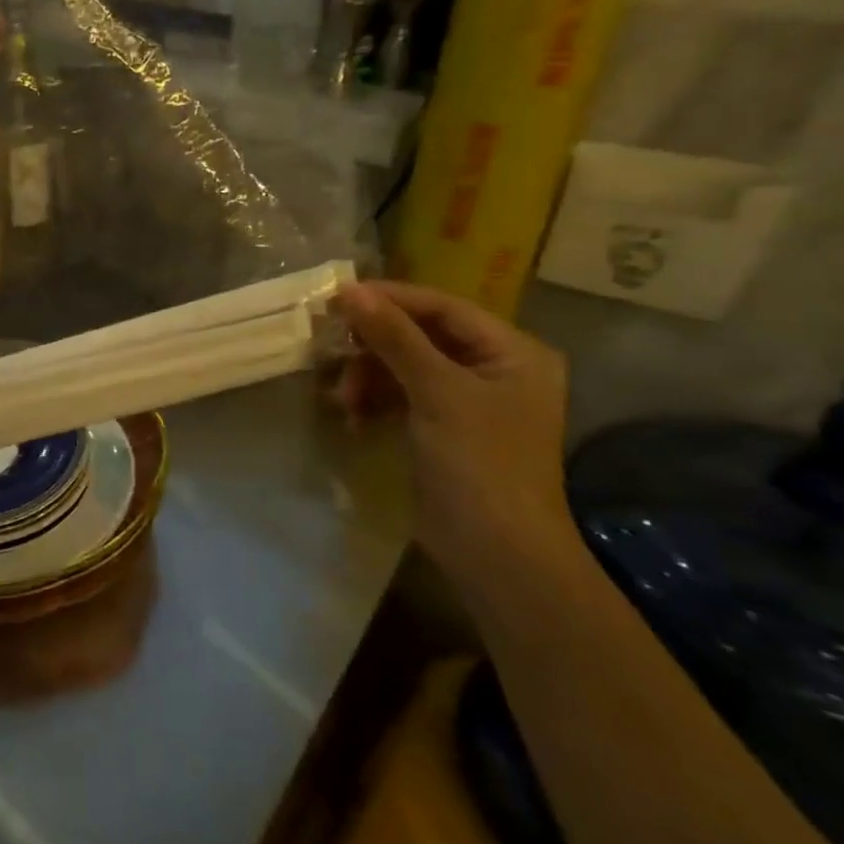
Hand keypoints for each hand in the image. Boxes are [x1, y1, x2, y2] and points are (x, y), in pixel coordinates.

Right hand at [331, 281, 578, 568]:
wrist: (496, 552)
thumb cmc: (479, 463)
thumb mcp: (436, 392)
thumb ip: (394, 337)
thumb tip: (349, 290)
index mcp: (512, 352)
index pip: (443, 307)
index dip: (391, 299)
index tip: (337, 299)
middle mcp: (493, 369)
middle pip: (421, 335)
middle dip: (374, 345)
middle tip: (331, 348)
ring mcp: (466, 400)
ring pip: (404, 366)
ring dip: (368, 377)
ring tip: (342, 399)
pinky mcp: (442, 427)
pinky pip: (400, 395)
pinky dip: (374, 401)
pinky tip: (353, 417)